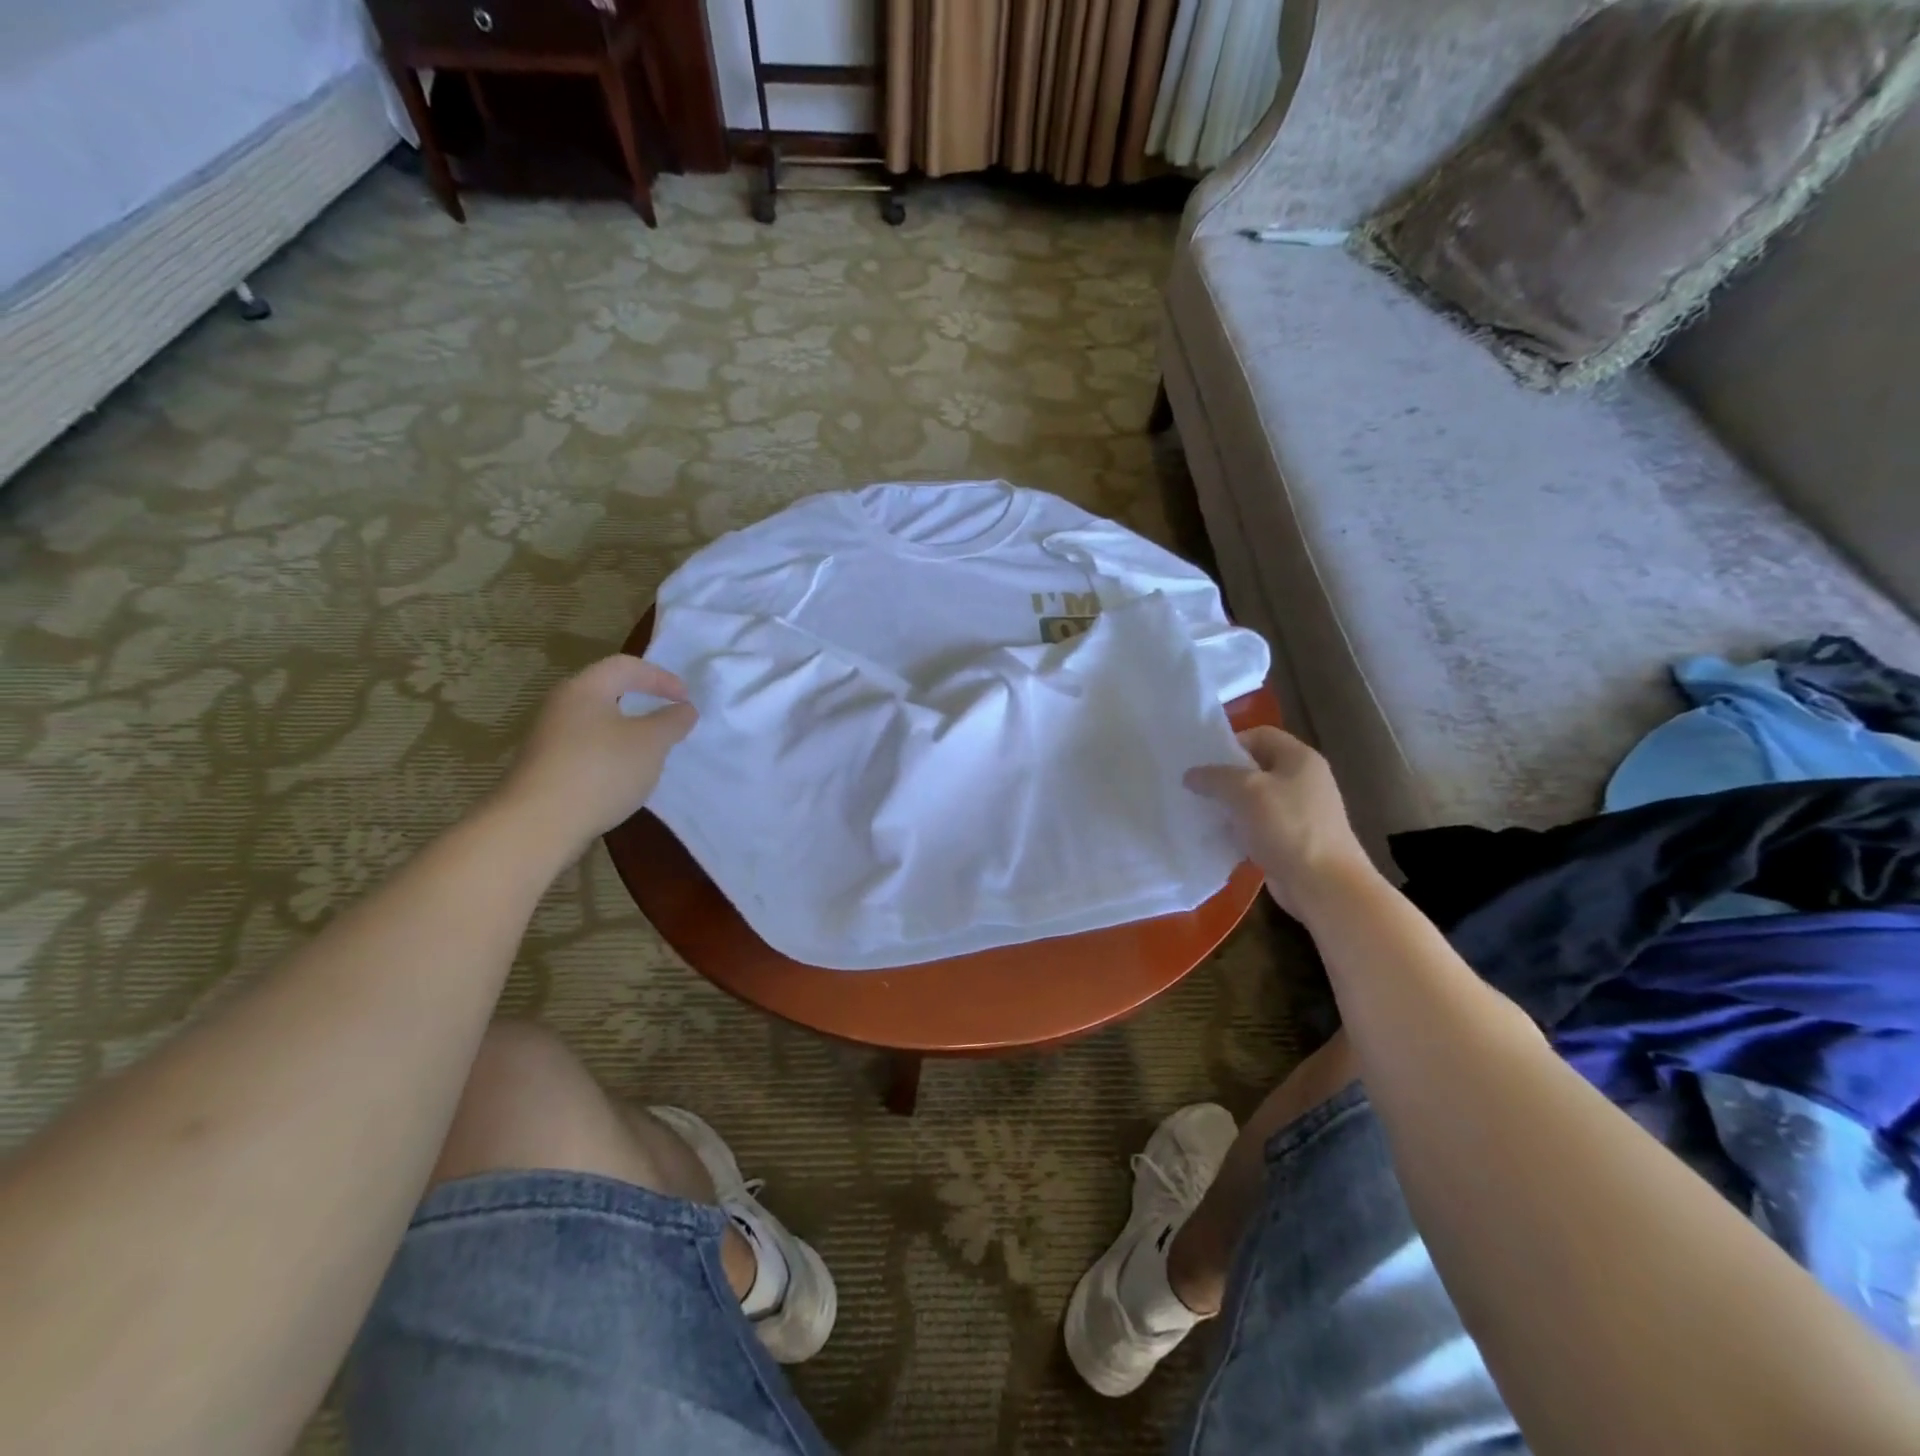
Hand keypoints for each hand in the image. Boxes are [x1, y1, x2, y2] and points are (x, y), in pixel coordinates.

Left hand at [497, 655, 697, 858]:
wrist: (538, 824)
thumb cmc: (601, 770)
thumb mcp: (651, 743)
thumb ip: (672, 721)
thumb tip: (685, 709)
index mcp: (585, 689)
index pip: (626, 666)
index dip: (661, 677)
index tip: (686, 699)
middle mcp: (561, 705)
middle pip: (607, 691)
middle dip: (642, 701)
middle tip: (668, 718)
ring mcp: (548, 737)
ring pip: (596, 721)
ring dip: (627, 730)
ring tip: (651, 750)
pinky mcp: (545, 766)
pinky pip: (586, 747)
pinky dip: (610, 753)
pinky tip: (623, 776)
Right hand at [1185, 726, 1376, 919]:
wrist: (1323, 884)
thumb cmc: (1286, 826)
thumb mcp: (1244, 791)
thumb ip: (1214, 777)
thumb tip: (1191, 775)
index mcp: (1299, 758)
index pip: (1260, 735)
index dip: (1230, 743)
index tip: (1202, 761)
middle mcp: (1303, 780)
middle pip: (1256, 767)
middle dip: (1224, 777)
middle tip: (1195, 787)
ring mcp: (1300, 812)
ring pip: (1254, 799)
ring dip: (1229, 805)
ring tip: (1200, 812)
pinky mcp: (1292, 840)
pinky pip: (1258, 826)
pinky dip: (1239, 829)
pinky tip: (1218, 838)